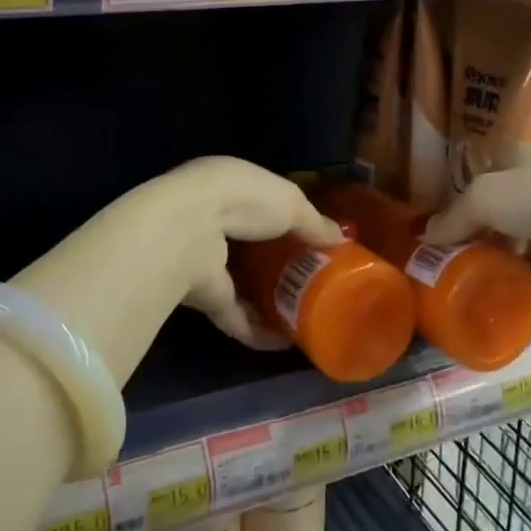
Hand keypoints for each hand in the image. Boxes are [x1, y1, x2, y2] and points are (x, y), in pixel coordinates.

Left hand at [156, 156, 345, 349]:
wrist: (188, 230)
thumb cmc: (244, 200)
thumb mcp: (291, 203)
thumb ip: (315, 223)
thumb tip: (341, 239)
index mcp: (231, 187)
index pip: (263, 205)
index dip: (289, 222)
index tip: (316, 242)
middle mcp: (213, 220)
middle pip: (253, 248)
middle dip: (281, 266)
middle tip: (315, 284)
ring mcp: (204, 260)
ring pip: (241, 284)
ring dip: (269, 303)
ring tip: (304, 318)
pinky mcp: (201, 296)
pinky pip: (234, 316)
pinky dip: (258, 330)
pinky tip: (285, 343)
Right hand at [423, 143, 530, 296]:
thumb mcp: (488, 198)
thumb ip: (455, 217)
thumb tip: (426, 236)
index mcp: (511, 161)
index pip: (473, 179)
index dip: (451, 204)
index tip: (431, 236)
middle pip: (496, 216)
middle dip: (475, 243)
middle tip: (449, 273)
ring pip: (522, 247)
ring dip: (504, 270)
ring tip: (476, 297)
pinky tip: (513, 311)